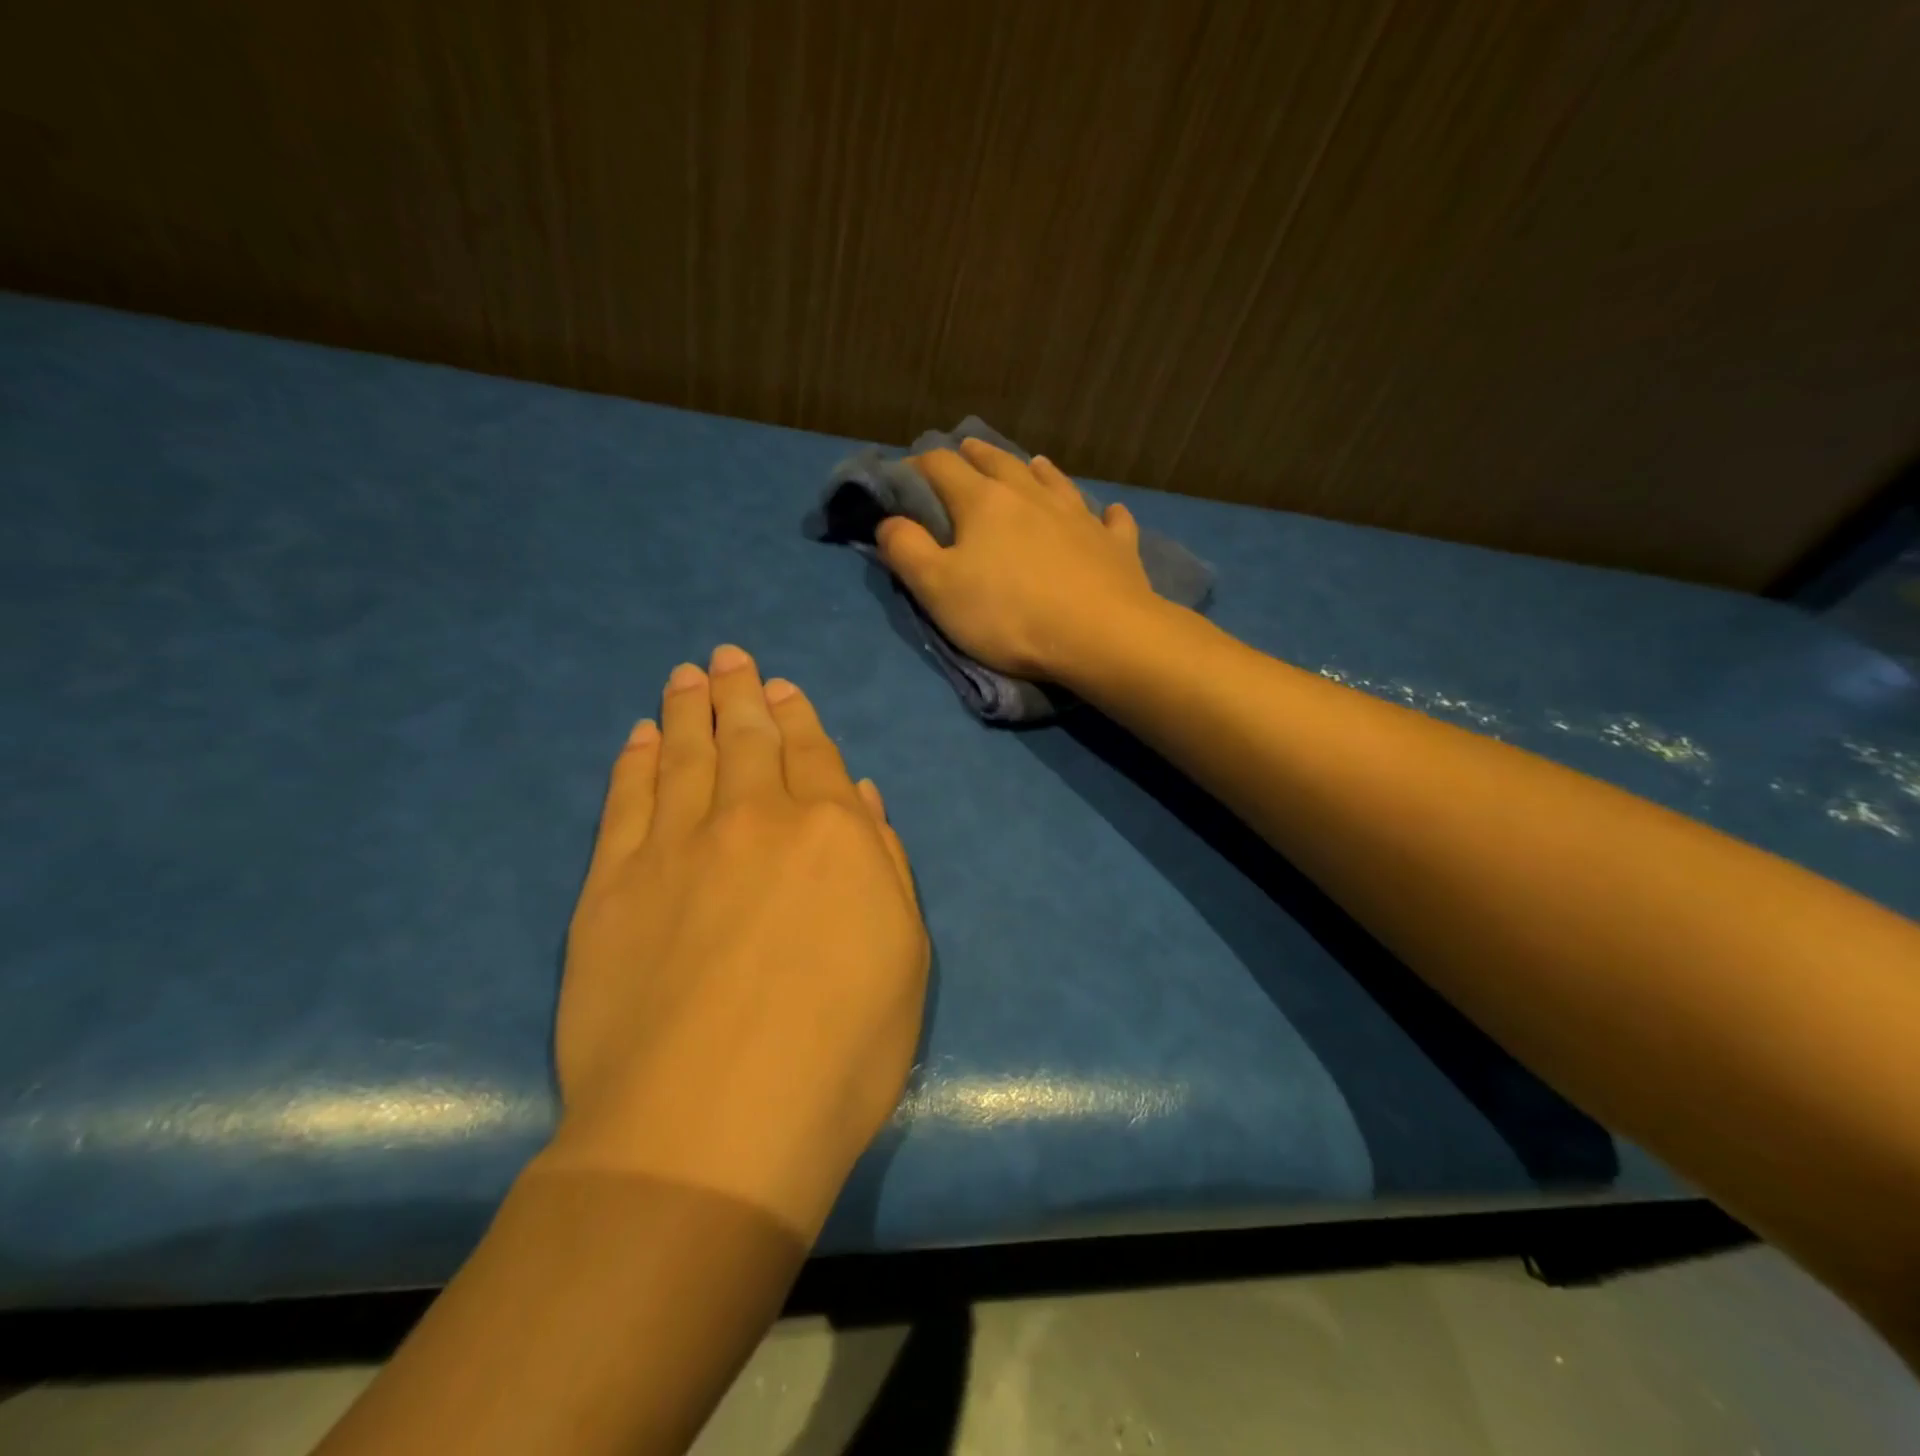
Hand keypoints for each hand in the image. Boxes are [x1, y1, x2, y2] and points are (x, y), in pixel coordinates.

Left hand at [550, 645, 928, 1237]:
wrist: (712, 1126)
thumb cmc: (838, 1050)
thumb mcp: (903, 956)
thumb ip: (883, 864)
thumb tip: (859, 798)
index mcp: (830, 832)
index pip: (812, 754)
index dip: (798, 716)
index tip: (782, 687)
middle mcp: (752, 818)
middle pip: (746, 738)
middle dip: (740, 693)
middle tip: (729, 657)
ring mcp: (675, 847)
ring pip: (683, 755)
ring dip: (688, 710)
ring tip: (687, 676)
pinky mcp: (612, 886)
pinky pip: (625, 803)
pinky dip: (634, 763)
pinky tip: (639, 738)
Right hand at [875, 438, 1159, 681]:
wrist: (1100, 635)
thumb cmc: (1009, 615)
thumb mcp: (938, 589)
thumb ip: (906, 550)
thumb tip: (887, 521)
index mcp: (983, 502)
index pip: (942, 467)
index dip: (918, 466)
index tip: (905, 475)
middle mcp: (1031, 495)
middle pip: (999, 463)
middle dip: (976, 455)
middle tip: (964, 451)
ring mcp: (1079, 516)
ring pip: (1054, 481)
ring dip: (1037, 471)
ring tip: (1032, 464)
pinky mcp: (1114, 544)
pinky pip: (1110, 520)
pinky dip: (1104, 514)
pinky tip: (1108, 512)